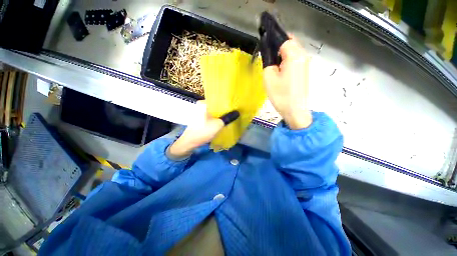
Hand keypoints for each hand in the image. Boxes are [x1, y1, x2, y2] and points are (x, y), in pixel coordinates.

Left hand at [168, 101, 238, 158]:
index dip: (227, 103)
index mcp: (203, 104)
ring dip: (221, 115)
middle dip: (225, 110)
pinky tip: (223, 121)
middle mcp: (201, 106)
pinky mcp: (201, 119)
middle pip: (216, 106)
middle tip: (235, 112)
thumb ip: (228, 118)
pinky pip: (211, 117)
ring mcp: (200, 113)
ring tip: (231, 116)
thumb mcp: (218, 125)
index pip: (218, 100)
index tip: (235, 106)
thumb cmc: (203, 131)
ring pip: (214, 112)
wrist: (189, 143)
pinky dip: (217, 119)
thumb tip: (237, 112)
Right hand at [263, 37, 311, 129]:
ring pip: (292, 52)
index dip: (273, 40)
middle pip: (290, 43)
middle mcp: (303, 56)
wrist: (295, 110)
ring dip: (281, 55)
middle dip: (277, 48)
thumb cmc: (281, 95)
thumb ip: (268, 61)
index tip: (265, 46)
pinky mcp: (304, 71)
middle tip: (267, 58)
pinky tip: (279, 71)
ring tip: (272, 66)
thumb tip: (270, 55)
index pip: (284, 38)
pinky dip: (286, 61)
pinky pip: (294, 60)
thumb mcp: (268, 77)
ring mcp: (305, 64)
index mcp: (294, 55)